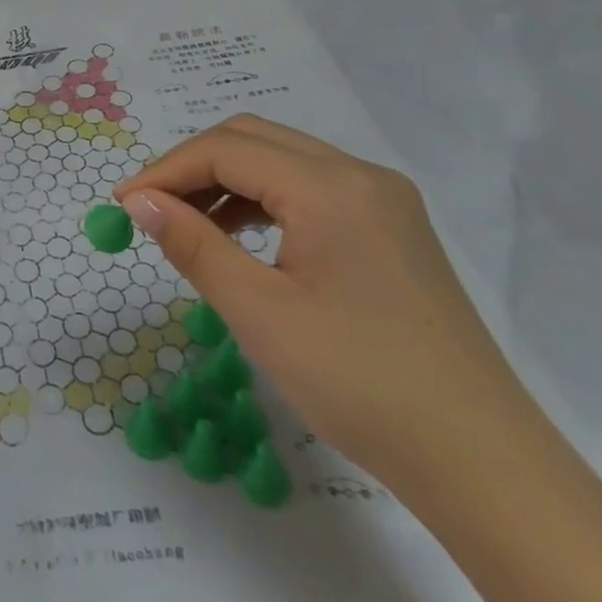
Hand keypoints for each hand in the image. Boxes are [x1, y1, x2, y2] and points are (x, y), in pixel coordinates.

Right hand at [114, 115, 532, 490]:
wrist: (481, 462)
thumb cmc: (359, 383)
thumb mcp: (260, 312)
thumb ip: (193, 244)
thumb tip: (138, 202)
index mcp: (331, 187)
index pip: (226, 149)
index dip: (164, 171)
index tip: (121, 205)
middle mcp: (360, 175)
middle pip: (253, 139)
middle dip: (191, 167)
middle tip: (148, 210)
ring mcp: (383, 200)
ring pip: (281, 160)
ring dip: (225, 181)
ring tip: (186, 226)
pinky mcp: (391, 228)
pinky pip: (309, 188)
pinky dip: (262, 200)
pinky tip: (241, 238)